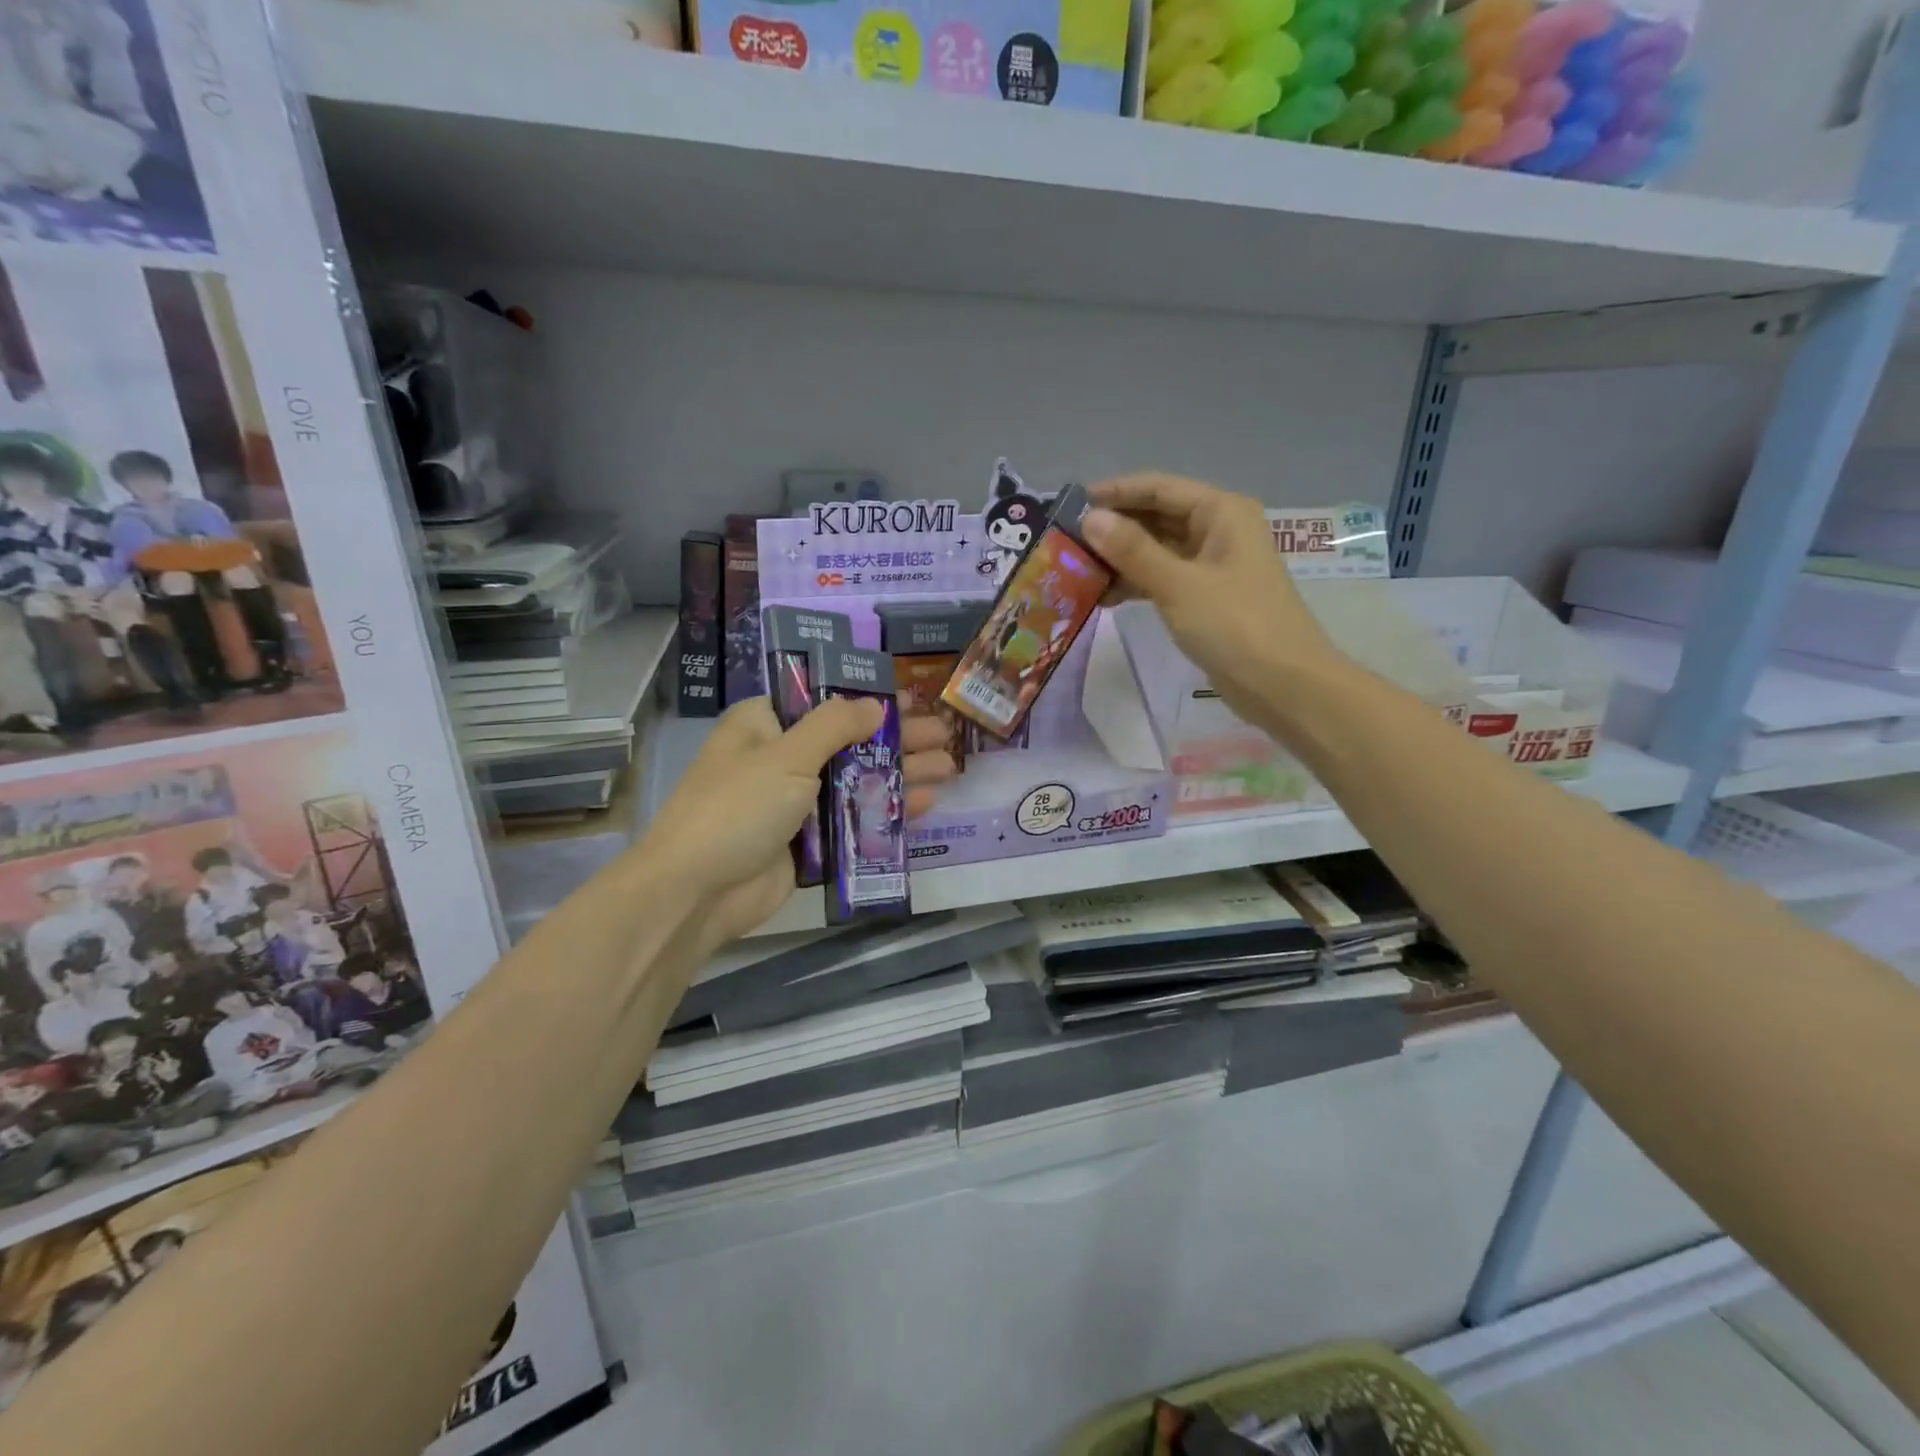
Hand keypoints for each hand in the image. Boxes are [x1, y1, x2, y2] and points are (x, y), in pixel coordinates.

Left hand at [642, 696, 957, 955]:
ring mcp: (795, 803)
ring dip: (901, 773)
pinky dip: (887, 810)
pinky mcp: (809, 842)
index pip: (822, 701)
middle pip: (849, 741)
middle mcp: (781, 759)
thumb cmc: (737, 807)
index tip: (909, 698)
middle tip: (944, 734)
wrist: (698, 892)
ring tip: (950, 767)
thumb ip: (835, 726)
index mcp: (765, 726)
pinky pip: (854, 819)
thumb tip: (875, 704)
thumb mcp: (787, 756)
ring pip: (857, 780)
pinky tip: (926, 803)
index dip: (866, 697)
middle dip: (896, 737)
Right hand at [1083, 474, 1343, 729]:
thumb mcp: (1178, 584)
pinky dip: (1136, 583)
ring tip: (1076, 571)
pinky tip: (1104, 596)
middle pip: (1157, 516)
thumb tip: (1089, 518)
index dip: (1114, 493)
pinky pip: (1163, 578)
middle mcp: (1218, 530)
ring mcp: (1213, 566)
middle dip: (1114, 527)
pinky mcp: (1206, 598)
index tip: (1070, 505)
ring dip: (1121, 558)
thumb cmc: (1235, 626)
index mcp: (1221, 513)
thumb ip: (1132, 550)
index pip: (1158, 488)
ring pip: (1157, 550)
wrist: (1283, 685)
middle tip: (1066, 541)